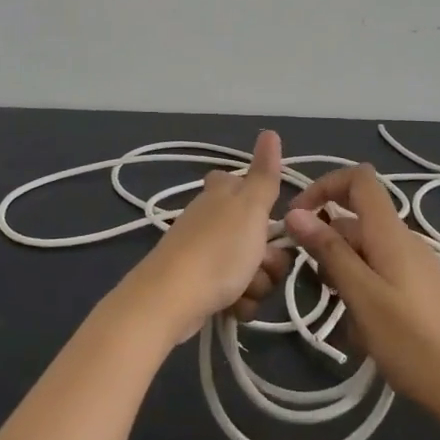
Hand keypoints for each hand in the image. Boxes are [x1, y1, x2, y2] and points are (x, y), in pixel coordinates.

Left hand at [119, 130, 292, 344]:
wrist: (171, 300)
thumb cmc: (218, 250)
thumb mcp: (250, 208)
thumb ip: (265, 174)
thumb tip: (269, 131)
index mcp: (222, 194)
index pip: (244, 184)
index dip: (261, 203)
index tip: (266, 218)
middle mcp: (211, 218)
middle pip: (259, 234)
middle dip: (268, 257)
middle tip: (261, 263)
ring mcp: (204, 252)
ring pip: (251, 266)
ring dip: (256, 283)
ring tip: (243, 289)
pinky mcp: (200, 285)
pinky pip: (236, 292)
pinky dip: (240, 302)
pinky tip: (233, 308)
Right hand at [283, 163, 439, 418]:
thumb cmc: (411, 341)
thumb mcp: (362, 295)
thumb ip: (329, 251)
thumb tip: (295, 212)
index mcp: (390, 232)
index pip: (358, 179)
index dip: (324, 186)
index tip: (298, 218)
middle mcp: (402, 240)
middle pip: (353, 221)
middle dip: (325, 246)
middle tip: (316, 289)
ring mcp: (412, 265)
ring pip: (362, 252)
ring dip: (341, 276)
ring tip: (343, 319)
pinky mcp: (416, 290)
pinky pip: (377, 275)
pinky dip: (359, 293)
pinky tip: (360, 332)